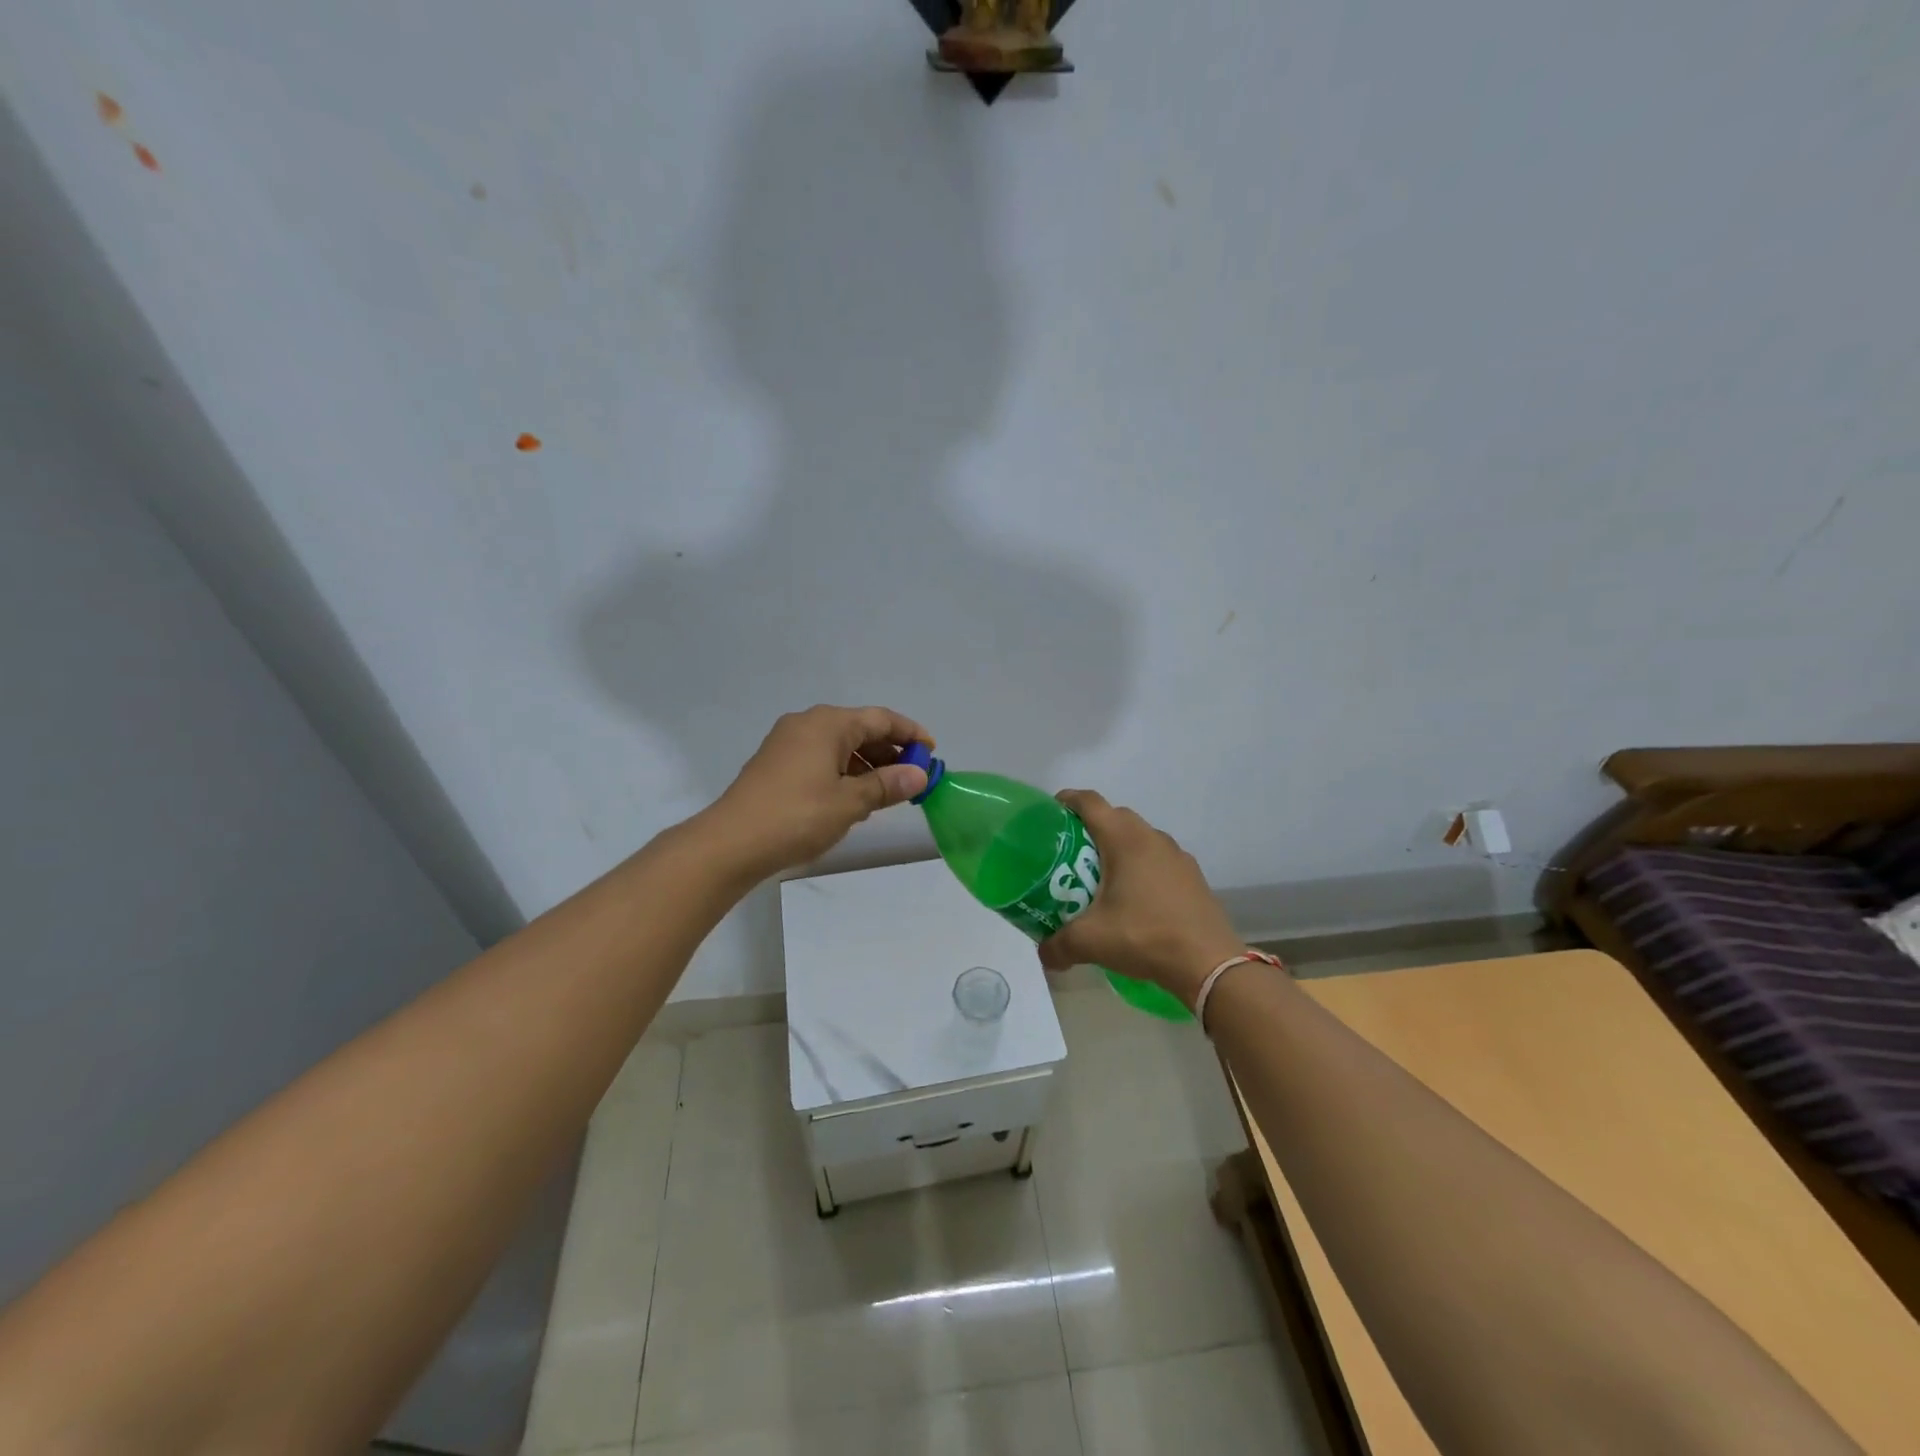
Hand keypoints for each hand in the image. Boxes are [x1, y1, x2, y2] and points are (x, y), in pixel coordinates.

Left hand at [705, 705, 932, 877]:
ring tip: (888, 791)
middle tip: (913, 776)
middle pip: (860, 729)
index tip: (932, 752)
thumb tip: (918, 774)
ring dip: (867, 764)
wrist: (732, 842)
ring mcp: (787, 743)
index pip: (880, 719)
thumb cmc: (797, 816)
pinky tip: (853, 797)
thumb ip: (887, 784)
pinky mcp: (776, 764)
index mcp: (828, 724)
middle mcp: (807, 724)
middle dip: (889, 751)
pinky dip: (843, 771)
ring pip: (839, 746)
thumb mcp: (850, 802)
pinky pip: (821, 758)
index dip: (910, 734)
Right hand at [1037, 790, 1244, 1008]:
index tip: (1049, 812)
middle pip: (1115, 817)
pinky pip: (1158, 859)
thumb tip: (1043, 954)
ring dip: (1118, 848)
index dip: (1067, 800)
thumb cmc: (1144, 937)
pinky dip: (1141, 867)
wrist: (1208, 964)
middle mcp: (1152, 838)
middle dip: (1090, 827)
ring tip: (1100, 876)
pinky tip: (1134, 898)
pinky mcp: (1192, 876)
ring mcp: (1177, 856)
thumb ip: (1058, 945)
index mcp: (1125, 840)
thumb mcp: (1091, 941)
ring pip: (1139, 838)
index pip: (1090, 802)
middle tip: (1069, 852)